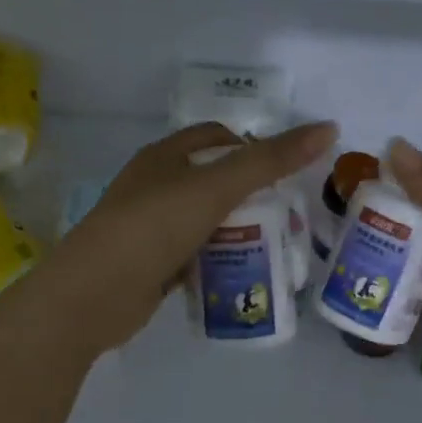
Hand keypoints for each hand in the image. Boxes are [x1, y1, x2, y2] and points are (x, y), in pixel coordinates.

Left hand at [50, 120, 338, 352]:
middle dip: (251, 196)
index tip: (284, 172)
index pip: (215, 137)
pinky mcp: (150, 265)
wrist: (93, 294)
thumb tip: (328, 128)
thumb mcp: (216, 187)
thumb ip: (270, 160)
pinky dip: (217, 261)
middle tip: (289, 216)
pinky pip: (193, 255)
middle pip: (213, 181)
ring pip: (204, 221)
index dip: (251, 147)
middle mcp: (154, 186)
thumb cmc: (153, 226)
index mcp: (163, 157)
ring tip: (275, 248)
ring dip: (236, 231)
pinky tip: (242, 275)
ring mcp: (149, 227)